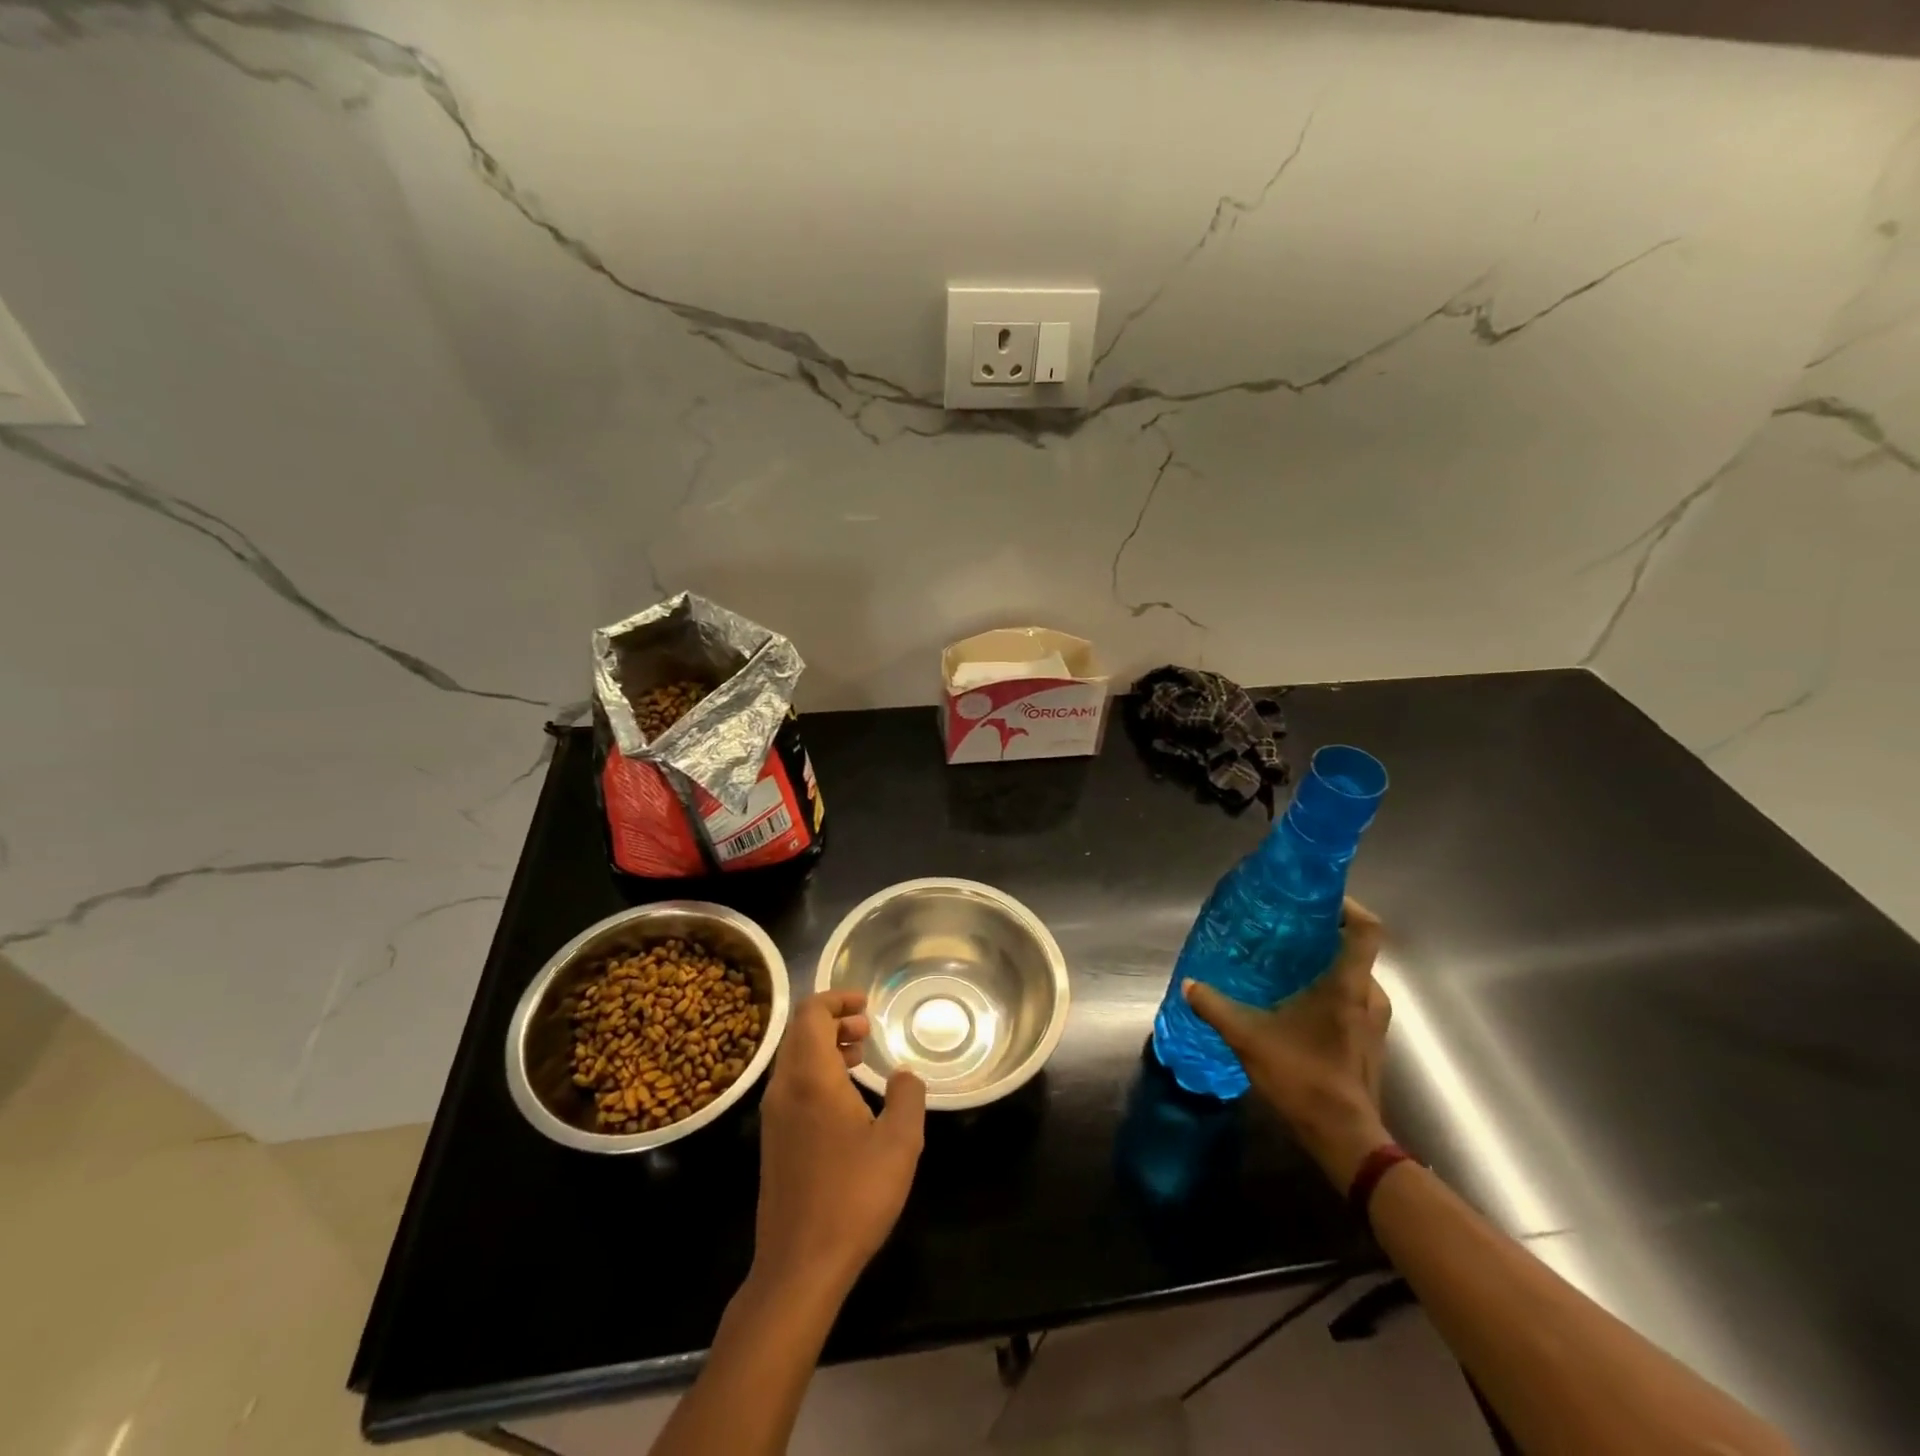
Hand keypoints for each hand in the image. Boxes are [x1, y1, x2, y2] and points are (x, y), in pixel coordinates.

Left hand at [751, 990, 925, 1299]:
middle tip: (867, 1027)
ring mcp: (773, 1116)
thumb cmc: (853, 1197)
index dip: (837, 999)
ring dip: (825, 1046)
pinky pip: (792, 1084)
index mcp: (810, 1077)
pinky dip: (817, 1072)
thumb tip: (904, 1075)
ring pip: (794, 1058)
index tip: (866, 1003)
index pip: (811, 1013)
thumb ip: (908, 1096)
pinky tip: (845, 1097)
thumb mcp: (900, 1143)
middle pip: (799, 1031)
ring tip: (860, 1055)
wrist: (799, 1267)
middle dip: (833, 1019)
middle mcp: (784, 1088)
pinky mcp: (773, 1141)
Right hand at [1184, 897, 1392, 1187]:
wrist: (1345, 1137)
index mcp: (1347, 985)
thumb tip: (1189, 984)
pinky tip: (1295, 1000)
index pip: (1366, 929)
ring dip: (1325, 963)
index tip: (1315, 897)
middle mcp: (1369, 995)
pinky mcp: (1369, 1038)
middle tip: (1284, 928)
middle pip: (1354, 948)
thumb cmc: (1303, 1077)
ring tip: (1285, 962)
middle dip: (1323, 933)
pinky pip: (1353, 997)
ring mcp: (1374, 1019)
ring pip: (1353, 974)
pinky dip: (1329, 988)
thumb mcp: (1248, 1038)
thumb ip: (1216, 1007)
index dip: (1347, 905)